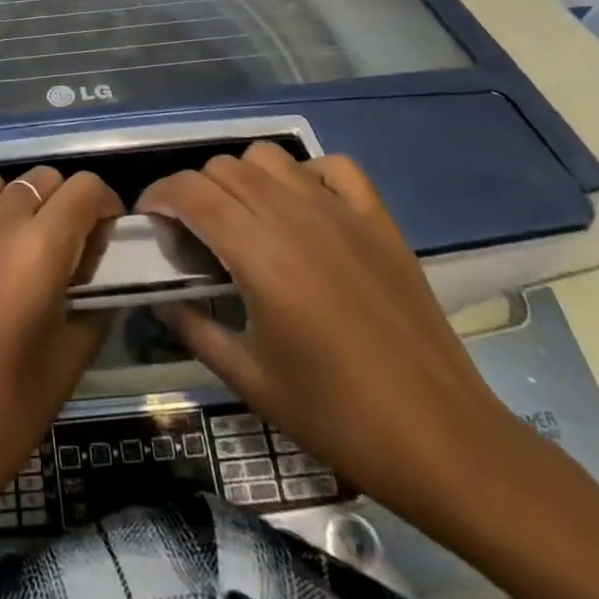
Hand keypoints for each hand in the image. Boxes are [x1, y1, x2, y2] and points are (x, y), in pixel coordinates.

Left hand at [0, 165, 122, 598]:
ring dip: (8, 204)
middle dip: (59, 205)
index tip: (101, 229)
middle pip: (40, 179)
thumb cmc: (5, 414)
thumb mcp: (70, 358)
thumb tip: (95, 261)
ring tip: (5, 245)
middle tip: (56, 245)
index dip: (102, 204)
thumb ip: (94, 297)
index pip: (84, 188)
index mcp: (39, 249)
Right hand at [141, 143, 598, 598]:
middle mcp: (294, 214)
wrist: (446, 442)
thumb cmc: (338, 416)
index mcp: (258, 251)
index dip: (159, 196)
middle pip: (223, 168)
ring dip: (243, 178)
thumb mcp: (250, 380)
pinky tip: (304, 209)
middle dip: (195, 192)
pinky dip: (307, 175)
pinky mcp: (378, 219)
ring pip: (269, 156)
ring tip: (245, 220)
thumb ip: (194, 329)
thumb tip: (161, 297)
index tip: (152, 223)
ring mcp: (341, 211)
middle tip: (195, 236)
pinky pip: (333, 166)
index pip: (189, 190)